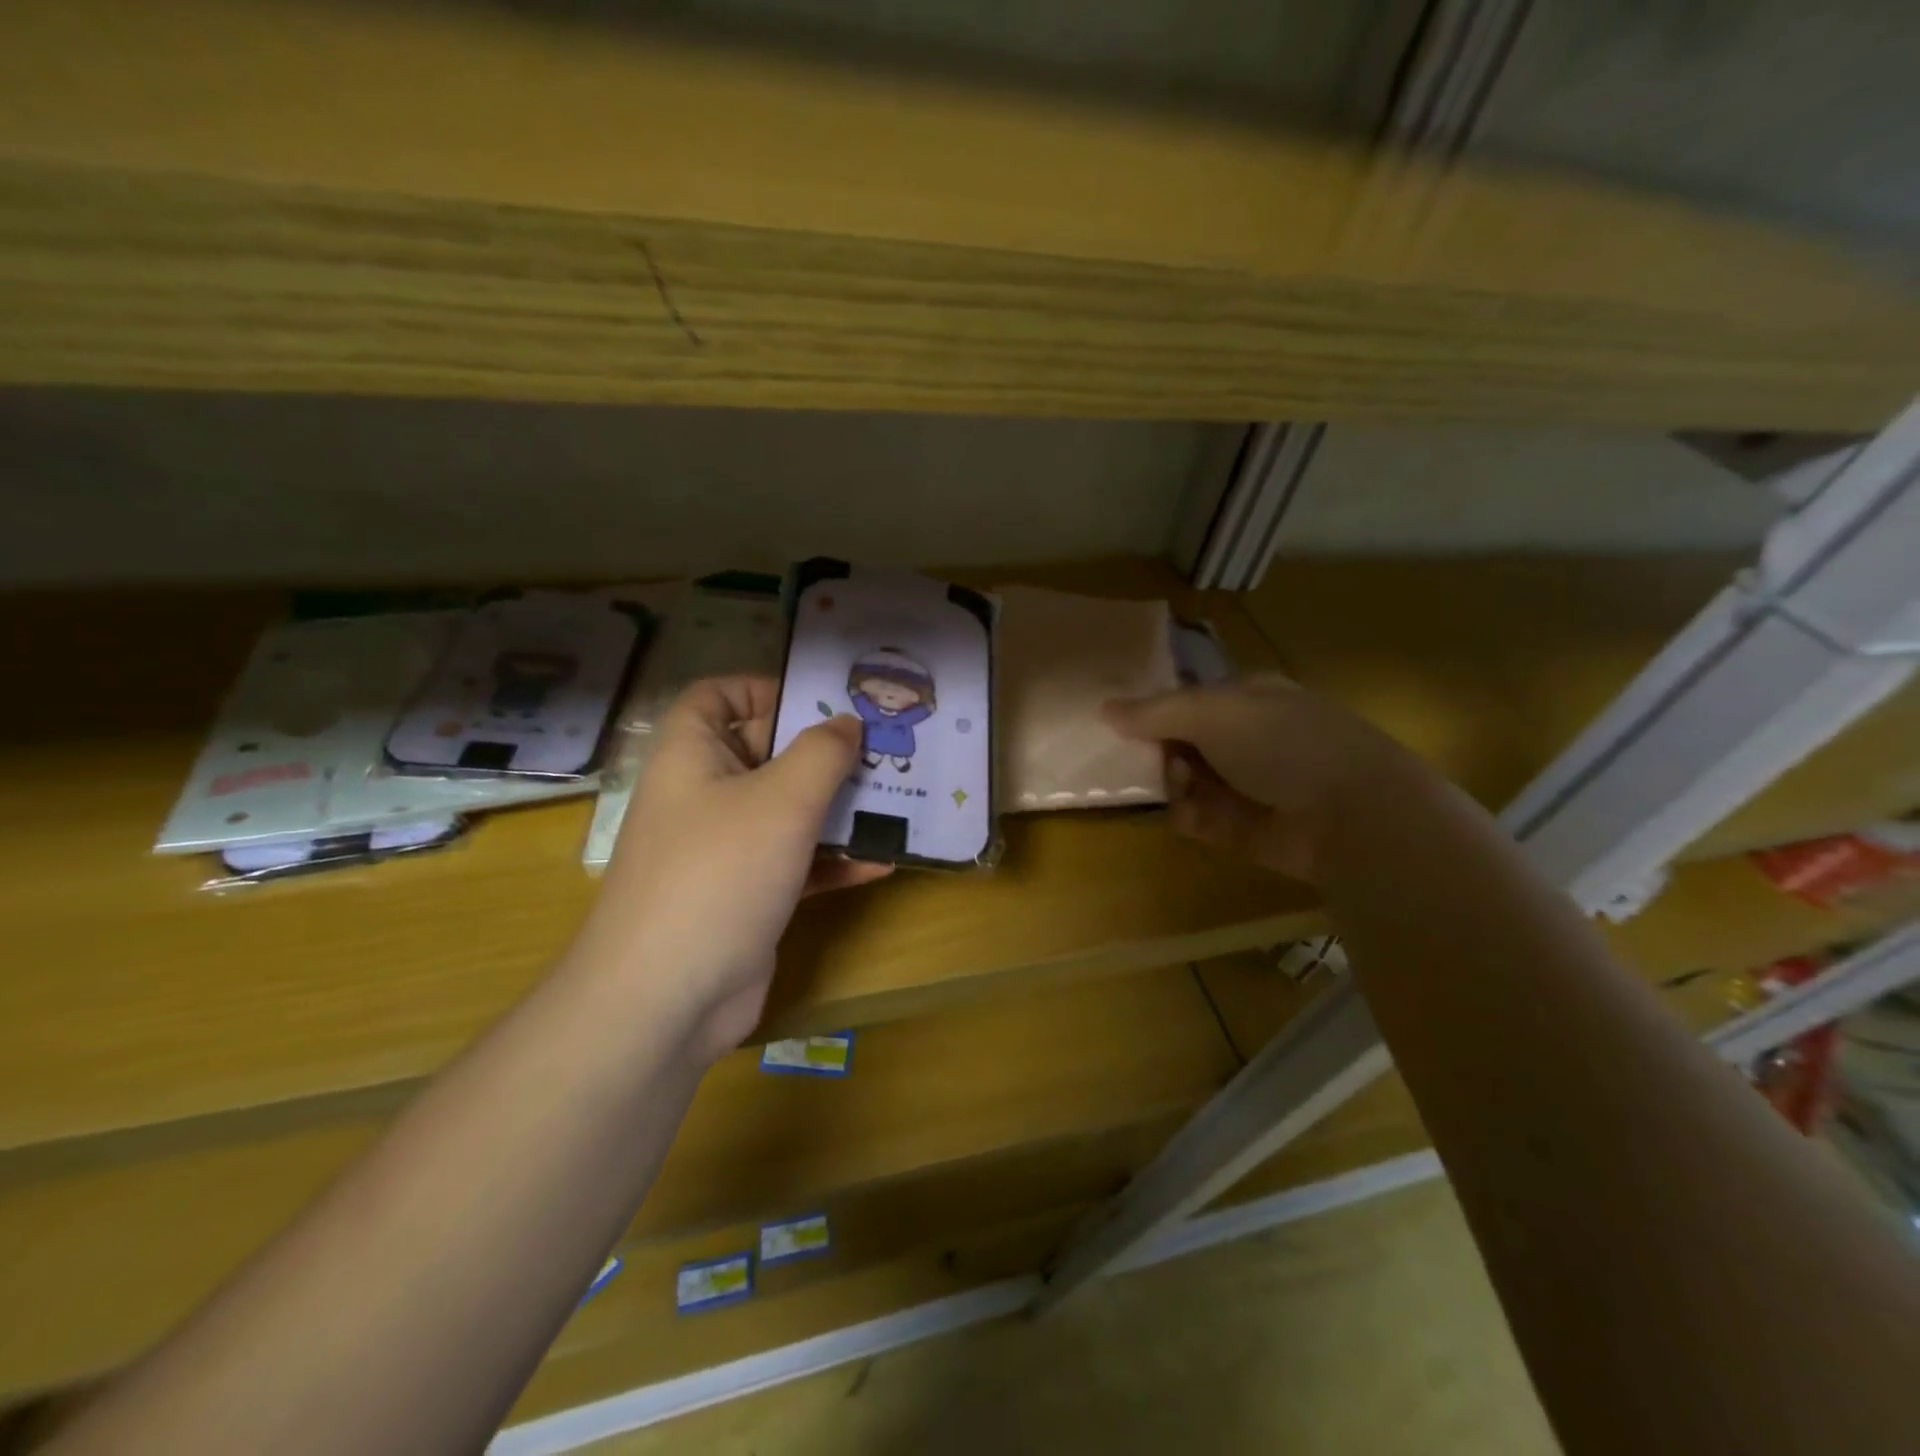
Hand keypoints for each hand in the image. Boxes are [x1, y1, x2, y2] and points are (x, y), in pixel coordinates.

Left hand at [578, 676, 889, 1061]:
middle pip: (763, 752)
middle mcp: (703, 796)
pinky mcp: (746, 896)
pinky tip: (882, 860)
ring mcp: (724, 850)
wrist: (667, 998)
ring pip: (786, 811)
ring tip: (895, 797)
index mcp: (691, 756)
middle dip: (821, 750)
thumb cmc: (720, 873)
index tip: (821, 700)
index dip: (763, 687)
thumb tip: (847, 724)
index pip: (716, 696)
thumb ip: (822, 753)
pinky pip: (794, 863)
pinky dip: (833, 860)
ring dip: (836, 807)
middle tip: (880, 747)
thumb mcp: (782, 799)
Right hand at [1103, 675, 1424, 883]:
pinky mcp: (1246, 828)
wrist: (1351, 815)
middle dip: (1160, 752)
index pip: (1189, 699)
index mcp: (1249, 698)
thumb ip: (1155, 712)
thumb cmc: (1283, 744)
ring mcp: (1248, 784)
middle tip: (1147, 761)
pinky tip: (1193, 816)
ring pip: (1187, 781)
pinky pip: (1201, 818)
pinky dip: (1191, 817)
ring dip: (1174, 785)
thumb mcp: (1213, 712)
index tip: (1121, 724)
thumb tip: (1104, 708)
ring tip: (1178, 789)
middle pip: (1182, 742)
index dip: (1155, 710)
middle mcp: (1248, 738)